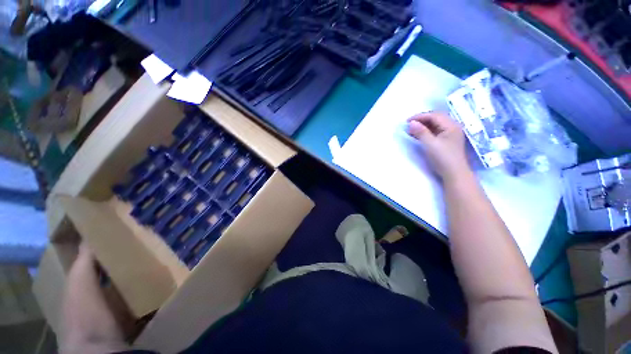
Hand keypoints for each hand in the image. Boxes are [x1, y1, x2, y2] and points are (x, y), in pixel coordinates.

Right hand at [406, 111, 469, 181]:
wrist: (454, 174)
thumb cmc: (443, 158)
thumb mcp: (430, 144)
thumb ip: (421, 132)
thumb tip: (411, 123)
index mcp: (451, 125)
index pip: (434, 115)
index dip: (420, 116)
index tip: (406, 121)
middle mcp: (452, 127)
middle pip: (435, 118)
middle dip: (421, 120)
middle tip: (408, 125)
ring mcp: (450, 134)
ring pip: (435, 124)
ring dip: (423, 125)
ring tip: (411, 130)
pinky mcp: (447, 140)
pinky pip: (435, 131)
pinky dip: (426, 131)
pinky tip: (419, 135)